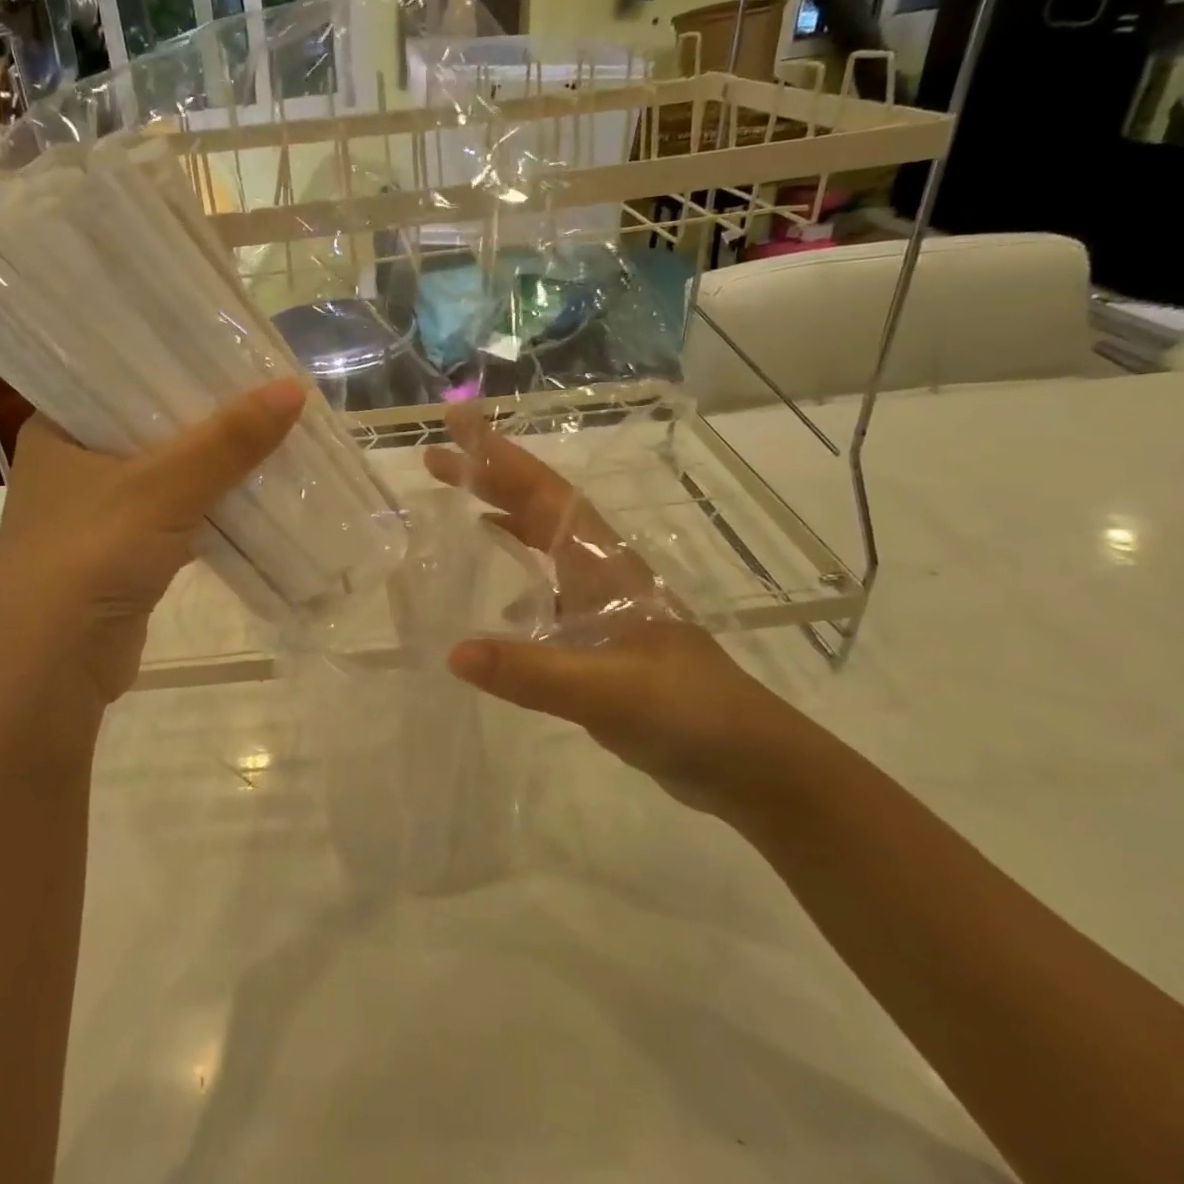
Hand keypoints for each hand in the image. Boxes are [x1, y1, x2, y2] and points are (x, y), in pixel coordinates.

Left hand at [0, 379, 306, 712]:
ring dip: (215, 462)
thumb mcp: (161, 489)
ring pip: (169, 471)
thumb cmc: (89, 558)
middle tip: (268, 387)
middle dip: (209, 414)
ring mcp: (99, 511)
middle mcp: (74, 464)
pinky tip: (255, 490)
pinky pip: (177, 513)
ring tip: (274, 430)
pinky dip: (212, 504)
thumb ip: (227, 441)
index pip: (121, 375)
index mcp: (59, 429)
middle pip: (152, 424)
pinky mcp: (125, 552)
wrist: (52, 672)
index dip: (177, 360)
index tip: (232, 346)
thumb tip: (295, 389)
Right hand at [424, 406, 805, 813]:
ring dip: (502, 514)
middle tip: (434, 458)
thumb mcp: (608, 691)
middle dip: (489, 476)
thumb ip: (531, 672)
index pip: (544, 495)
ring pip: (545, 542)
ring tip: (455, 502)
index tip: (457, 422)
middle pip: (539, 508)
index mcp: (603, 566)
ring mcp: (602, 603)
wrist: (749, 761)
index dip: (499, 456)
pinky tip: (496, 590)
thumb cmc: (687, 711)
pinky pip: (547, 586)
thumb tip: (454, 651)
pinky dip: (518, 569)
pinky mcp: (599, 637)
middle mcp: (600, 572)